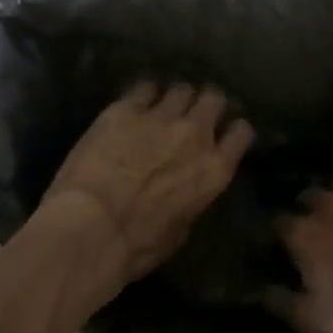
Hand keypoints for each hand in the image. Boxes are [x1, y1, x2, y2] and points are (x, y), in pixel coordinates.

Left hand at [40, 83, 254, 287]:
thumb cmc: (137, 245)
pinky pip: (144, 87)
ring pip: (181, 89)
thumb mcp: (181, 229)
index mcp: (215, 170)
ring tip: (162, 106)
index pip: (241, 133)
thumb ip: (192, 197)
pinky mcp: (126, 109)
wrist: (91, 227)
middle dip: (206, 104)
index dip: (232, 129)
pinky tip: (134, 103)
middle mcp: (195, 135)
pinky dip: (143, 94)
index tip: (223, 131)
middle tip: (193, 113)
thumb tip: (186, 188)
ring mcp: (161, 117)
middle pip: (213, 99)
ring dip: (174, 98)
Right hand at [269, 175, 332, 332]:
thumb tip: (261, 291)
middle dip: (308, 207)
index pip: (278, 223)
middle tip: (318, 226)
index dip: (280, 234)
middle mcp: (327, 205)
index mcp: (303, 234)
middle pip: (308, 195)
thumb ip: (284, 305)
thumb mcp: (318, 320)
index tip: (284, 245)